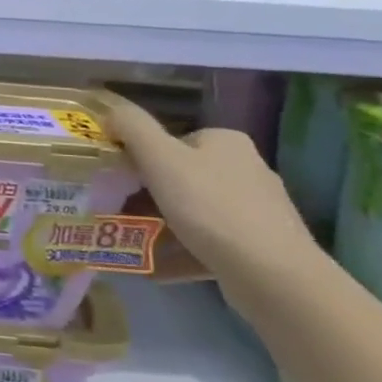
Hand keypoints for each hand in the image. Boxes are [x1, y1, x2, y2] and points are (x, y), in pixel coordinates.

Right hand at [103, 93, 318, 292]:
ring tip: (132, 242)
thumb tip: (110, 109)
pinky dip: (181, 250)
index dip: (140, 162)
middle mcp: (246, 168)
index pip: (171, 143)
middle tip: (117, 215)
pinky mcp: (260, 245)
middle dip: (147, 198)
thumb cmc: (210, 207)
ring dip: (160, 226)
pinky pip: (208, 242)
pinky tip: (157, 266)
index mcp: (226, 142)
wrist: (271, 273)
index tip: (117, 185)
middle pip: (181, 178)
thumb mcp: (160, 158)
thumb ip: (133, 128)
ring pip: (194, 212)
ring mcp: (256, 209)